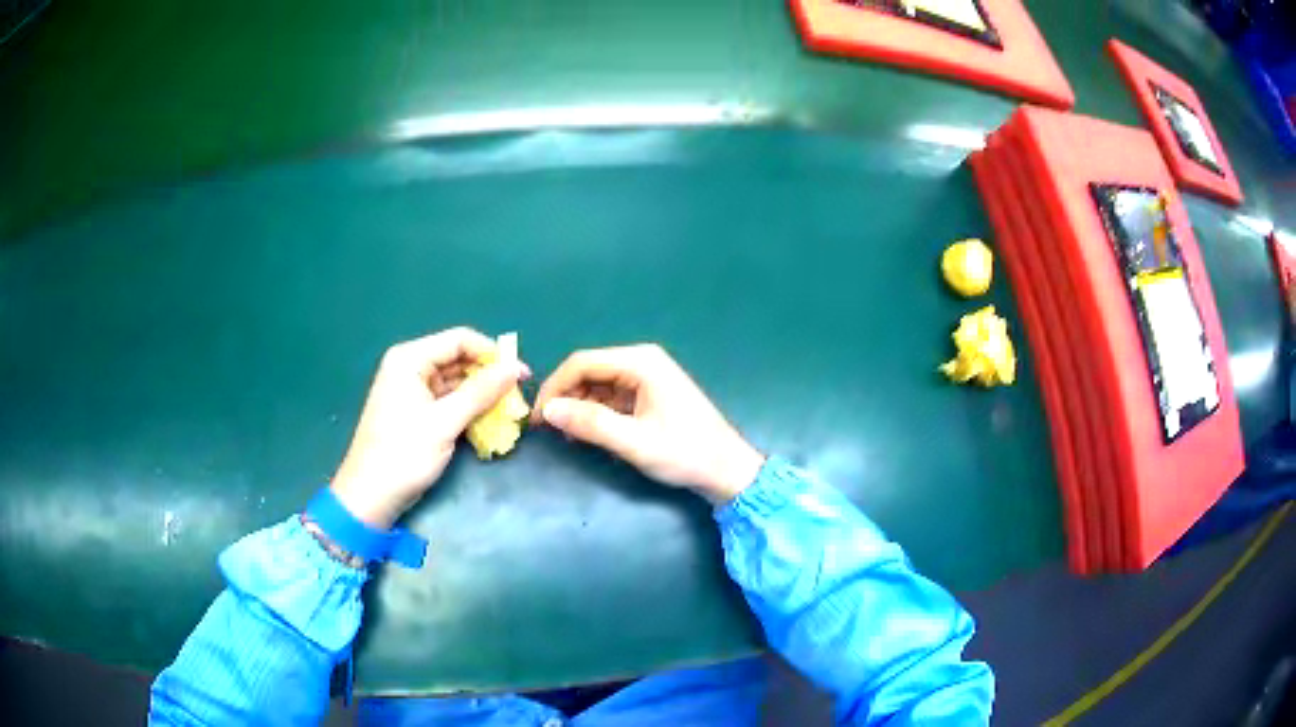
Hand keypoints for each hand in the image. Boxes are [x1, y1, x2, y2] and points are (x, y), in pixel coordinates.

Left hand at [331, 328, 529, 528]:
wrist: (370, 496)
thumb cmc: (403, 455)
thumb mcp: (445, 422)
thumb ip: (481, 393)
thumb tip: (515, 368)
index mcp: (410, 359)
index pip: (460, 340)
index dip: (492, 354)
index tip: (521, 374)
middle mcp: (410, 367)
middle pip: (458, 359)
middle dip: (488, 376)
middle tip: (517, 397)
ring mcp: (412, 390)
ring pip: (456, 381)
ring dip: (480, 395)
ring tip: (508, 411)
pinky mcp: (416, 411)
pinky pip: (448, 400)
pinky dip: (467, 409)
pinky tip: (487, 422)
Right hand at [533, 344, 763, 503]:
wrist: (727, 470)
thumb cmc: (685, 454)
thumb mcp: (634, 442)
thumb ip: (590, 424)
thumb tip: (547, 411)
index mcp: (640, 362)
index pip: (581, 363)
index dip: (554, 387)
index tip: (537, 417)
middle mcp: (642, 361)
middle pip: (589, 371)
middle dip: (565, 398)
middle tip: (548, 430)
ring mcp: (647, 377)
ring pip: (598, 385)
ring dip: (579, 407)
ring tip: (567, 436)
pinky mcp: (650, 394)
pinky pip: (612, 397)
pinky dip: (596, 413)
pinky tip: (589, 434)